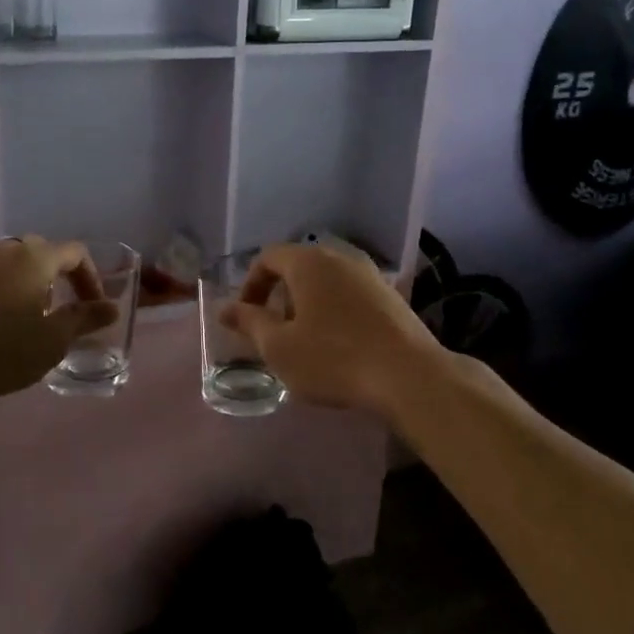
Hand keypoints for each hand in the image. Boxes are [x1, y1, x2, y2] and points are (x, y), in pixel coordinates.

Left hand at [0, 237, 115, 409]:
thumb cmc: (0, 350)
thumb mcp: (52, 340)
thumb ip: (85, 320)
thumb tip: (111, 308)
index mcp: (35, 257)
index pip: (75, 253)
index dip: (91, 278)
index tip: (95, 308)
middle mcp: (5, 250)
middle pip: (43, 253)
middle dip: (60, 278)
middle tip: (65, 311)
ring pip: (14, 264)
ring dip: (31, 284)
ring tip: (33, 319)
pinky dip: (5, 291)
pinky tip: (0, 323)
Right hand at [220, 244, 445, 420]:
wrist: (409, 376)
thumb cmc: (333, 358)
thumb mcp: (279, 346)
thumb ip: (249, 323)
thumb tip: (224, 308)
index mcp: (309, 262)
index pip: (268, 257)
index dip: (250, 285)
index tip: (245, 317)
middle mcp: (340, 257)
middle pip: (298, 266)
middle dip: (278, 295)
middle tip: (272, 330)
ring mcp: (370, 275)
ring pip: (326, 280)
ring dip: (306, 304)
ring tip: (304, 340)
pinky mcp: (391, 296)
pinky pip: (349, 294)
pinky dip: (333, 311)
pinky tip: (338, 345)